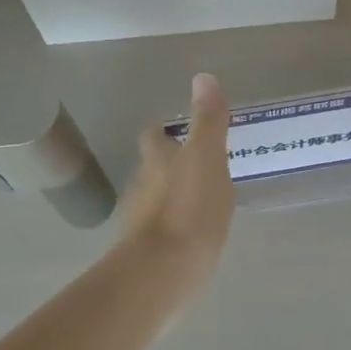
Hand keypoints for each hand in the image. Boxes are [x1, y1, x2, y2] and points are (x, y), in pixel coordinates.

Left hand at [121, 73, 235, 289]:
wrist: (164, 273)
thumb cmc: (189, 210)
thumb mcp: (207, 159)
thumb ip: (208, 122)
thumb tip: (203, 76)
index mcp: (158, 162)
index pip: (153, 137)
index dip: (163, 131)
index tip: (176, 130)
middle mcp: (144, 188)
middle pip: (152, 169)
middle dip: (168, 164)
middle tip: (196, 164)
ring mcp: (143, 223)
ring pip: (155, 200)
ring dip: (172, 196)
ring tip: (200, 199)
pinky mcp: (148, 254)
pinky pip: (162, 232)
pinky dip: (175, 228)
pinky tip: (193, 235)